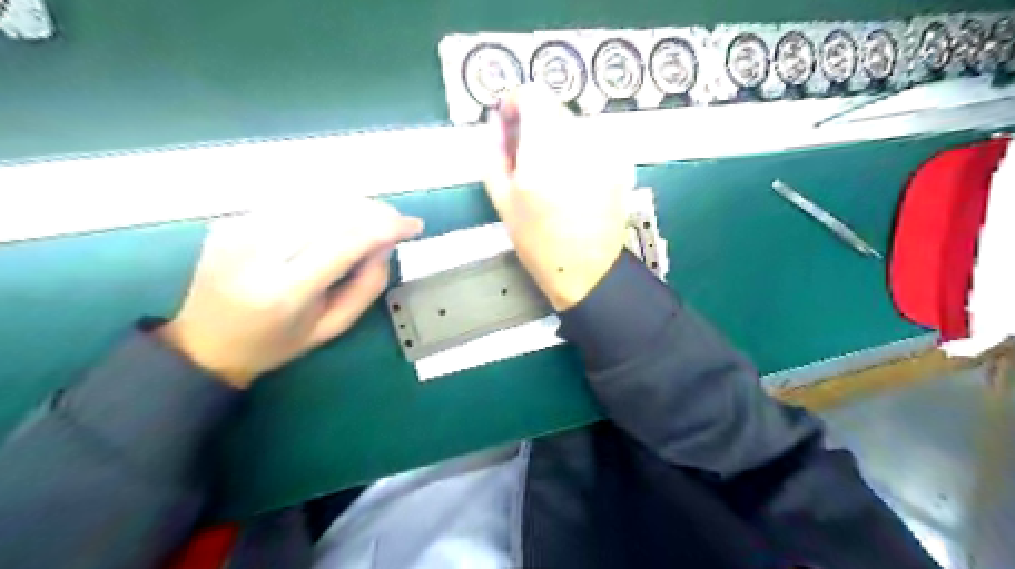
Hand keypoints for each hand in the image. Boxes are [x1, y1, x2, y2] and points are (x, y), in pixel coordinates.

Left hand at [160, 197, 421, 388]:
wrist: (204, 343)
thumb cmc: (276, 343)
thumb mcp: (332, 328)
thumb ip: (366, 287)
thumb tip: (385, 245)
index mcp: (284, 291)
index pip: (345, 242)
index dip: (386, 227)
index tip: (413, 225)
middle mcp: (257, 253)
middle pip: (330, 212)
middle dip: (373, 211)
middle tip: (396, 221)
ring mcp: (238, 231)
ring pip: (312, 200)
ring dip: (351, 203)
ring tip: (372, 218)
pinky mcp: (230, 221)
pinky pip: (290, 202)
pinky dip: (323, 205)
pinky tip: (336, 218)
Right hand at [484, 87, 630, 311]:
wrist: (586, 270)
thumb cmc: (538, 241)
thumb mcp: (503, 200)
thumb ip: (494, 154)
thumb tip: (496, 124)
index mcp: (546, 147)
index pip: (533, 94)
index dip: (515, 103)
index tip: (507, 125)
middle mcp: (579, 140)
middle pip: (553, 108)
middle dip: (533, 123)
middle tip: (521, 155)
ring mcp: (602, 151)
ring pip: (571, 124)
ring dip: (553, 137)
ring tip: (544, 173)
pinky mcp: (615, 164)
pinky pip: (588, 142)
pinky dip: (572, 150)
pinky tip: (567, 181)